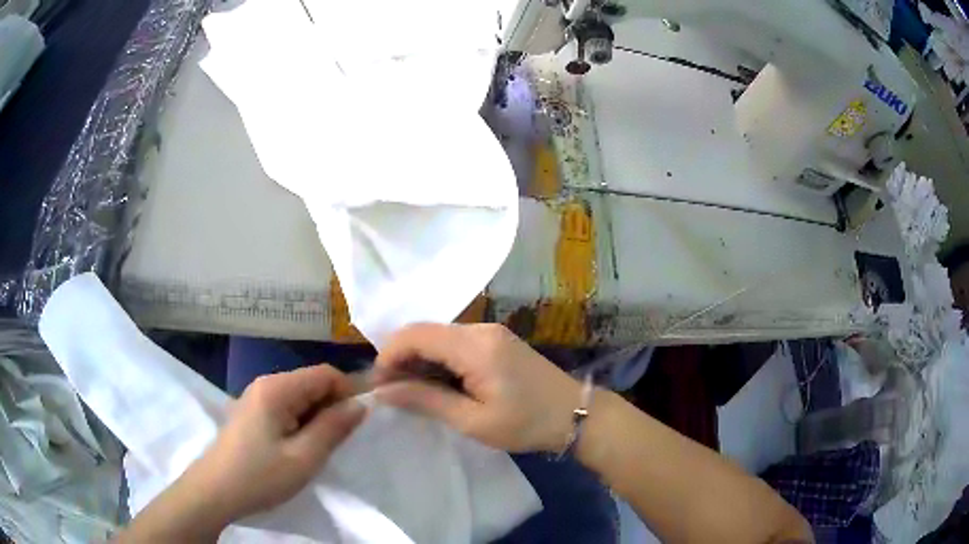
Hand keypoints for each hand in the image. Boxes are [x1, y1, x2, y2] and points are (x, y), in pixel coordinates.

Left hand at [185, 365, 365, 523]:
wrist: (215, 492)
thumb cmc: (260, 476)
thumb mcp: (304, 458)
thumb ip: (334, 428)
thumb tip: (361, 404)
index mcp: (277, 388)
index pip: (325, 374)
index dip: (348, 393)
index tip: (359, 423)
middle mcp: (265, 384)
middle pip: (311, 383)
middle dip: (331, 407)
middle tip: (340, 442)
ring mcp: (256, 398)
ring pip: (299, 397)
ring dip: (316, 418)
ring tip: (319, 448)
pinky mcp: (252, 413)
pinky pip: (285, 408)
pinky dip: (300, 423)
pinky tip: (298, 448)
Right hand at [373, 323, 580, 452]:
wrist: (576, 414)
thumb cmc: (526, 424)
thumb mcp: (473, 421)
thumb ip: (426, 400)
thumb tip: (383, 391)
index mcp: (474, 346)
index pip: (415, 335)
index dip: (388, 356)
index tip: (378, 386)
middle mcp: (480, 329)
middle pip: (424, 332)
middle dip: (400, 358)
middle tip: (391, 393)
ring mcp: (490, 332)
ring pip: (438, 336)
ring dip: (418, 360)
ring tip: (411, 392)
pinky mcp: (496, 340)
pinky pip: (455, 342)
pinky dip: (438, 359)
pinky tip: (437, 383)